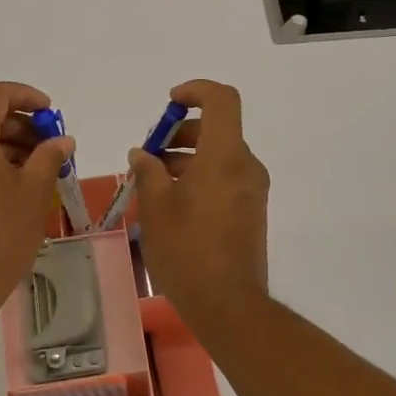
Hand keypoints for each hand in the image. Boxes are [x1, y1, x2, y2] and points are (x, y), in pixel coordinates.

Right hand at [127, 79, 269, 313]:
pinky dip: (200, 176)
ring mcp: (252, 188)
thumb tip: (143, 154)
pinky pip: (225, 176)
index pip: (221, 100)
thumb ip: (148, 171)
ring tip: (152, 181)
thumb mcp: (156, 207)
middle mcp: (245, 165)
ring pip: (219, 154)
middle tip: (149, 155)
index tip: (169, 104)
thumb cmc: (187, 250)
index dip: (195, 91)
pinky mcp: (251, 209)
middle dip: (180, 132)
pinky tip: (172, 202)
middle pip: (217, 128)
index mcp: (224, 156)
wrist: (228, 304)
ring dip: (187, 157)